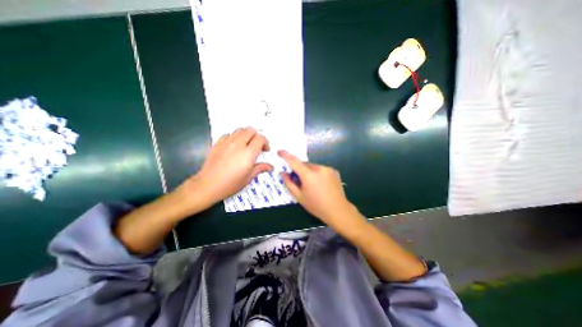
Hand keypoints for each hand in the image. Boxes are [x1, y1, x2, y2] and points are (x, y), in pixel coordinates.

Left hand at [179, 126, 271, 207]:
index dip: (265, 143)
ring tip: (246, 144)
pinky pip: (228, 134)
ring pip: (240, 130)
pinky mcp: (217, 143)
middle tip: (257, 146)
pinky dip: (234, 137)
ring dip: (246, 135)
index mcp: (248, 153)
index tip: (265, 150)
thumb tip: (270, 167)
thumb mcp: (248, 178)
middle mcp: (238, 144)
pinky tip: (233, 146)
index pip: (261, 138)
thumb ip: (260, 168)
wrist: (208, 185)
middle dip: (257, 136)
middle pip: (251, 130)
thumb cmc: (230, 184)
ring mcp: (227, 142)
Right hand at [277, 149, 362, 229]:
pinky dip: (318, 174)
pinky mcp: (334, 171)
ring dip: (310, 172)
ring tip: (313, 185)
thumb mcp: (299, 197)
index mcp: (308, 174)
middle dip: (300, 170)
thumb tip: (283, 173)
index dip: (286, 155)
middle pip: (304, 165)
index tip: (280, 152)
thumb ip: (289, 183)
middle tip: (300, 182)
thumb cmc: (316, 205)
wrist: (338, 210)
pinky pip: (322, 169)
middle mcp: (318, 168)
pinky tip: (322, 184)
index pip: (294, 161)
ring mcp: (328, 169)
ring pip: (313, 167)